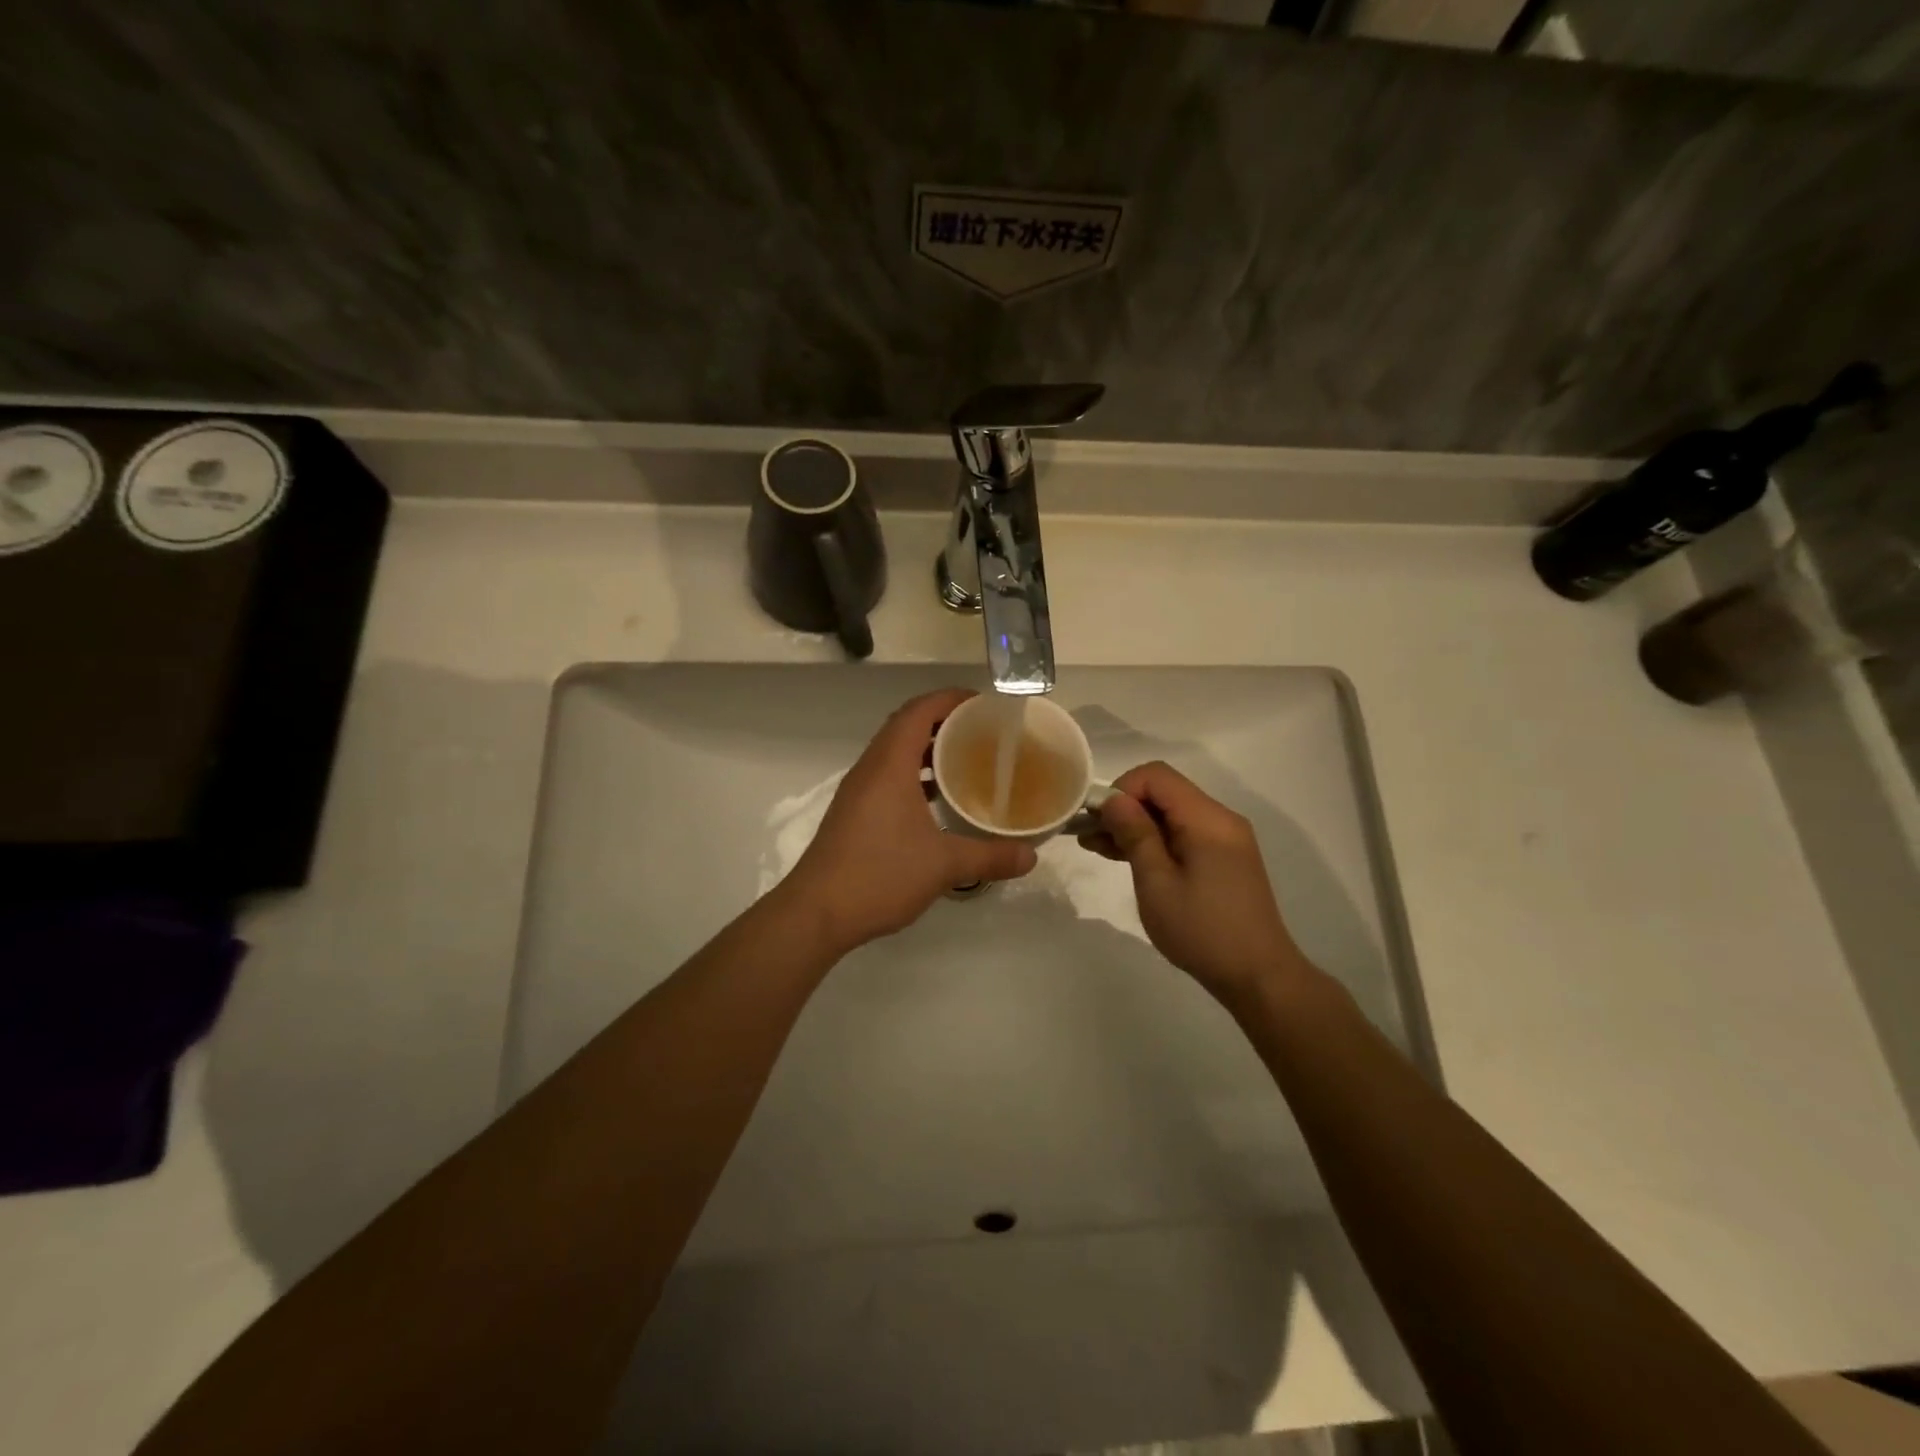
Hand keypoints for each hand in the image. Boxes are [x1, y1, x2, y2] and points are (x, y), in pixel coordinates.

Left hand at [785, 689, 1037, 952]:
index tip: (983, 703)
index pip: (918, 711)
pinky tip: (936, 800)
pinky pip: (887, 776)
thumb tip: (1032, 856)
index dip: (949, 699)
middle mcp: (870, 769)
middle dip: (942, 721)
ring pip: (894, 753)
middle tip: (982, 731)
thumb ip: (990, 856)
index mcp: (889, 765)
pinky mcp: (853, 813)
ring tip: (965, 760)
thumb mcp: (943, 865)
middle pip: (906, 726)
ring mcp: (858, 791)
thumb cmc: (879, 874)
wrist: (817, 912)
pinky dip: (913, 775)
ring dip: (927, 749)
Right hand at [1080, 761, 1308, 1009]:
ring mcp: (1225, 840)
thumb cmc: (1202, 931)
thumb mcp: (1157, 883)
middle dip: (1124, 808)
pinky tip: (1126, 858)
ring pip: (1171, 814)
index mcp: (1207, 819)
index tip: (1098, 821)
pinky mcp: (1223, 859)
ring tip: (1097, 847)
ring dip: (1135, 826)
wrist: (1258, 977)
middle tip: (1088, 836)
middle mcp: (1220, 820)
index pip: (1156, 776)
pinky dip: (1154, 841)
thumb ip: (1135, 835)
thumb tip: (1113, 799)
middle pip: (1164, 792)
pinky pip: (1183, 835)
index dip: (1121, 789)